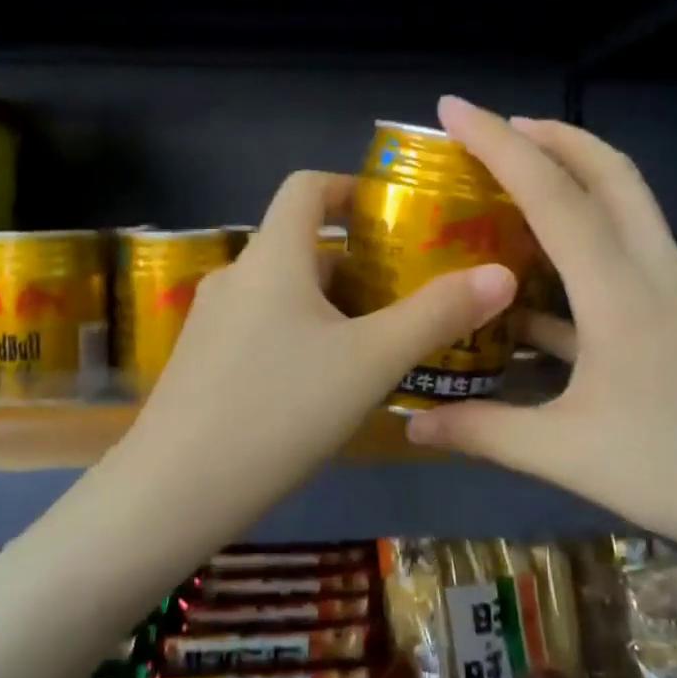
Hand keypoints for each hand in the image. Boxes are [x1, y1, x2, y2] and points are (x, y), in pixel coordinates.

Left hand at [116, 169, 516, 509]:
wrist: (174, 492)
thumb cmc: (279, 409)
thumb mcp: (370, 361)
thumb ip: (437, 315)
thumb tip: (502, 274)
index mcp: (272, 256)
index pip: (306, 186)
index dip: (351, 187)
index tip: (397, 214)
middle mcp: (237, 275)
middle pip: (303, 244)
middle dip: (359, 261)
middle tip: (412, 290)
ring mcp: (212, 321)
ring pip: (286, 292)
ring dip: (334, 304)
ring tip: (383, 340)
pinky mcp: (203, 362)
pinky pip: (264, 327)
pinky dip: (304, 334)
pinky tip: (330, 383)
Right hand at [403, 97, 676, 606]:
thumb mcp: (567, 454)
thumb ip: (485, 431)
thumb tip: (412, 425)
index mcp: (619, 288)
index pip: (552, 193)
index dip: (498, 143)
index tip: (453, 108)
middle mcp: (653, 269)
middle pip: (610, 171)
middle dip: (553, 136)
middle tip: (499, 129)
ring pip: (627, 205)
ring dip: (575, 179)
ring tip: (517, 186)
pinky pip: (628, 253)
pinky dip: (584, 245)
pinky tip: (543, 285)